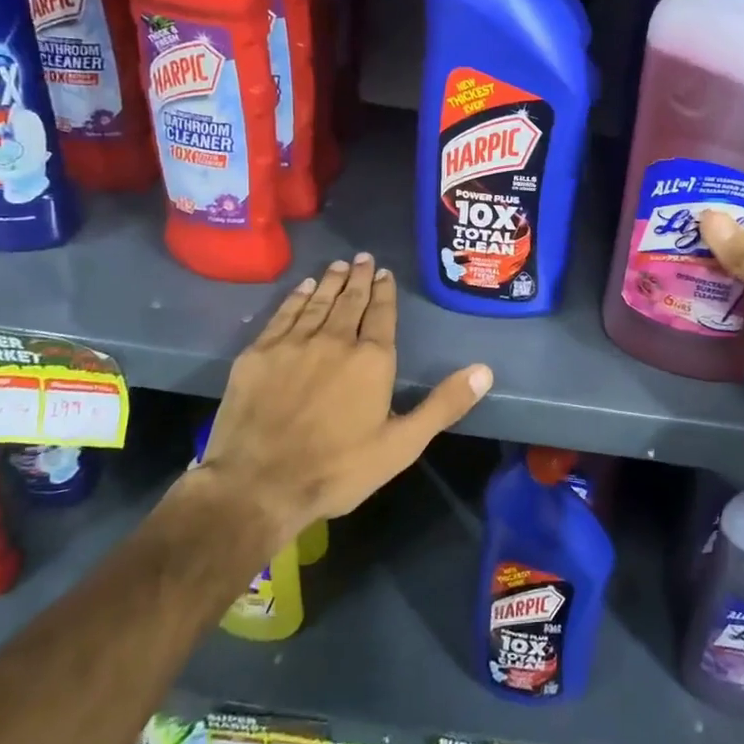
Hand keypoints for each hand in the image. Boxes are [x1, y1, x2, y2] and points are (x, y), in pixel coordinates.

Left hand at [193, 253, 491, 546]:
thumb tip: (485, 371)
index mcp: (372, 360)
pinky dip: (296, 297)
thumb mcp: (402, 445)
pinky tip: (303, 288)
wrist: (258, 486)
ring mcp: (293, 344)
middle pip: (350, 301)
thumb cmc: (338, 469)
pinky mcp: (259, 354)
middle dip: (359, 277)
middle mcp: (335, 340)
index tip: (385, 272)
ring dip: (331, 282)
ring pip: (318, 302)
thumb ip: (443, 405)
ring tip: (340, 265)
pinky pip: (283, 314)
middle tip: (364, 257)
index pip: (382, 314)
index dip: (385, 292)